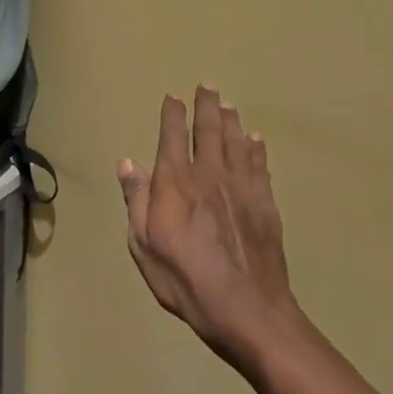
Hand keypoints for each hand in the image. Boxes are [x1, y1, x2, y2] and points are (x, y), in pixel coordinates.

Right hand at [118, 86, 296, 368]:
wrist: (245, 307)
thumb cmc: (184, 279)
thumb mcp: (143, 244)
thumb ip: (136, 200)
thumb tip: (128, 162)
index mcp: (175, 183)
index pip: (172, 137)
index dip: (172, 114)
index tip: (173, 96)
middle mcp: (209, 175)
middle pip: (209, 131)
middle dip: (206, 106)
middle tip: (207, 86)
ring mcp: (241, 187)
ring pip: (236, 143)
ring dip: (231, 121)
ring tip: (229, 105)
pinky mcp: (265, 204)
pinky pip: (259, 166)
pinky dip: (256, 150)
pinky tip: (256, 140)